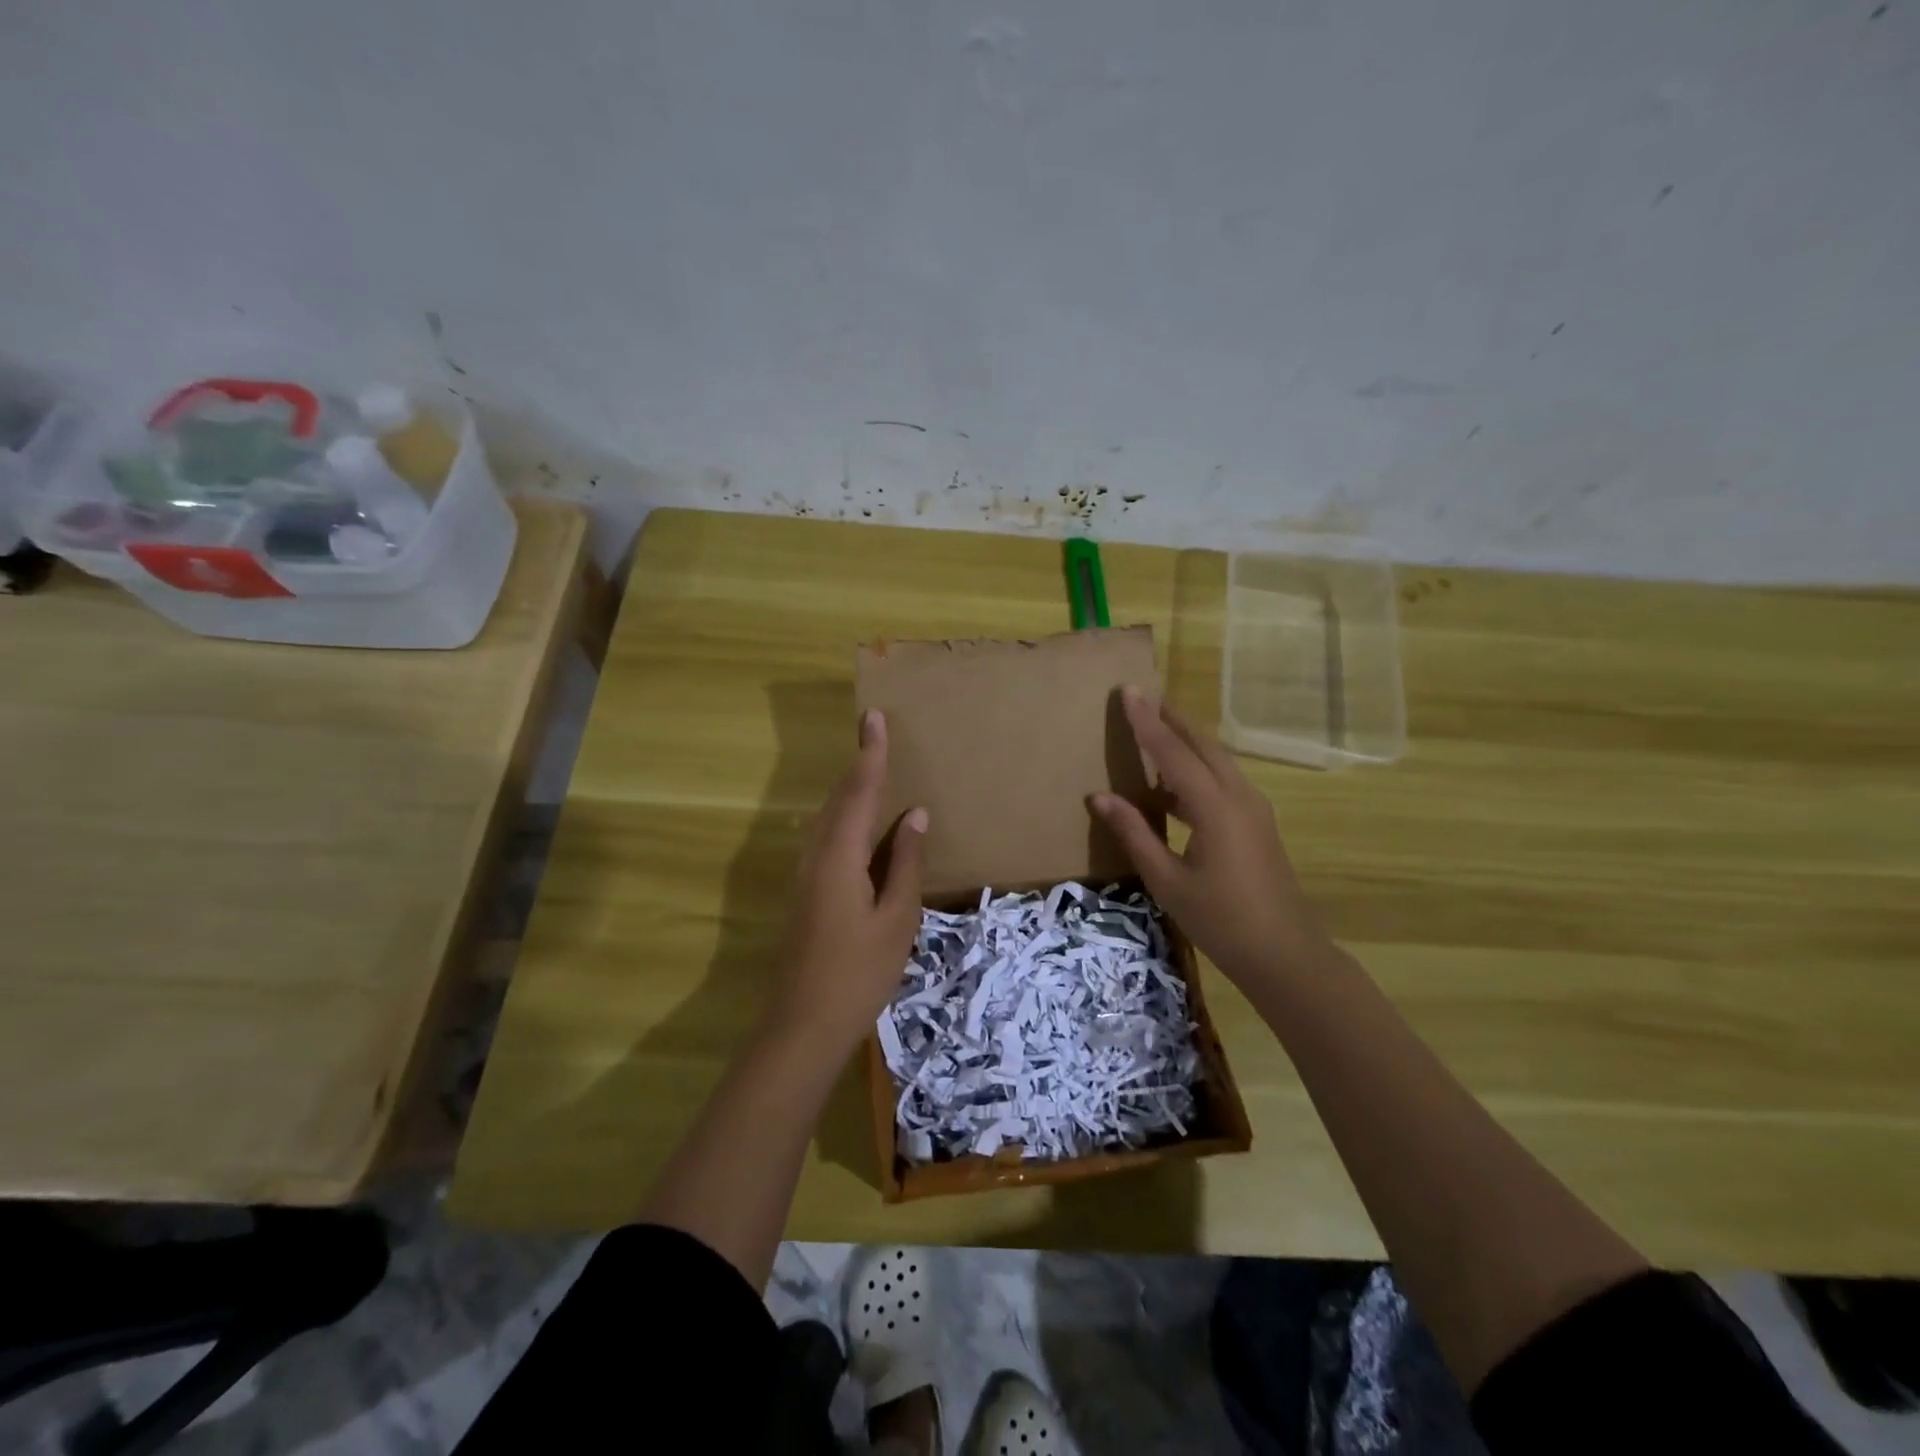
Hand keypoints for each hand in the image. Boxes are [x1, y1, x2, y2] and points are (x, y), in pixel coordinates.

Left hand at [767, 709, 927, 1052]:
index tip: (873, 717)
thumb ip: (904, 862)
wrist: (804, 1025)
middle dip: (860, 767)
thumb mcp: (896, 917)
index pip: (858, 792)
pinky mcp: (807, 895)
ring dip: (852, 794)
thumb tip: (916, 815)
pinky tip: (864, 831)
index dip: (870, 754)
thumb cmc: (859, 972)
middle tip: (877, 736)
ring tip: (875, 773)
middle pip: (839, 801)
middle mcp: (816, 857)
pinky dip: (848, 823)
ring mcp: (807, 877)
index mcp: (839, 857)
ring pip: (830, 822)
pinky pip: (829, 842)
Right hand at [1091, 687, 1330, 989]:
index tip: (1129, 691)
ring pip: (1216, 761)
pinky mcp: (1257, 824)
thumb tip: (1099, 797)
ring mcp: (1254, 809)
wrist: (1284, 954)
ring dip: (1186, 743)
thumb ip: (1134, 833)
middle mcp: (1239, 797)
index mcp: (1215, 807)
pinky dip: (1196, 770)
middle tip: (1142, 698)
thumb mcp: (1167, 881)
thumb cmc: (1220, 920)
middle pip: (1202, 745)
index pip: (1173, 752)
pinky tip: (1172, 785)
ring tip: (1154, 731)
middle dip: (1172, 720)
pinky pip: (1223, 781)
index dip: (1147, 722)